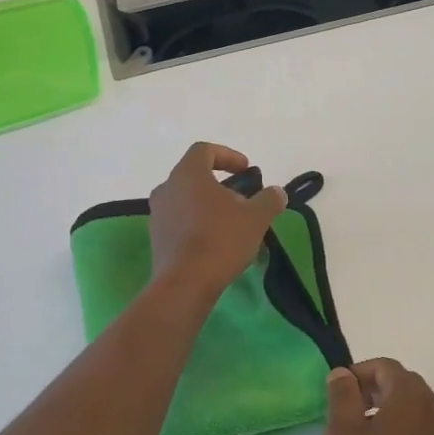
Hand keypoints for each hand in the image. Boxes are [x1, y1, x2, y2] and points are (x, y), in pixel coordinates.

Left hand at [148, 143, 286, 293]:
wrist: (185, 284)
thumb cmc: (221, 240)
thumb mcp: (256, 217)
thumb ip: (269, 199)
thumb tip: (277, 192)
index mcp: (187, 174)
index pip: (204, 150)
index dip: (228, 155)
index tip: (246, 170)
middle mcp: (167, 188)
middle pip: (195, 176)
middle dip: (221, 186)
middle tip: (243, 202)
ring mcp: (158, 214)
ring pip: (187, 199)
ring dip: (209, 206)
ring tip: (232, 225)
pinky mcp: (156, 238)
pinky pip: (179, 221)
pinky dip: (197, 224)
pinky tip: (216, 243)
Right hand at [324, 359, 433, 434]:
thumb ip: (342, 396)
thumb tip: (343, 374)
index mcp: (412, 396)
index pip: (385, 367)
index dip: (358, 374)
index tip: (337, 396)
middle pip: (402, 383)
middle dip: (372, 391)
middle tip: (345, 414)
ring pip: (413, 407)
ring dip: (386, 411)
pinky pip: (421, 430)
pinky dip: (400, 431)